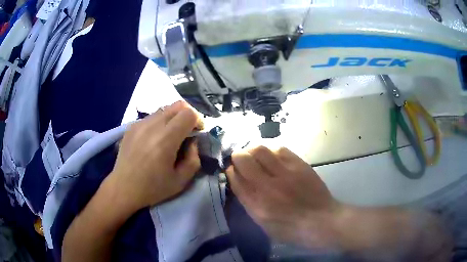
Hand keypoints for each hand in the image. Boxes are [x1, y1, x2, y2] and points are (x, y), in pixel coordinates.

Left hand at [110, 101, 203, 212]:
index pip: (188, 113)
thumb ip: (194, 159)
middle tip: (187, 132)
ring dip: (173, 118)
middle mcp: (152, 126)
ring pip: (164, 109)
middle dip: (187, 115)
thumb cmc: (153, 188)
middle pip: (177, 105)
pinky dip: (159, 123)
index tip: (196, 133)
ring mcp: (139, 124)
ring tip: (169, 136)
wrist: (123, 188)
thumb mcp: (181, 181)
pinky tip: (154, 139)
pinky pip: (152, 116)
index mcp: (165, 140)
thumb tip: (193, 141)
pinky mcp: (131, 126)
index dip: (197, 120)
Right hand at [226, 146, 340, 249]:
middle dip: (238, 157)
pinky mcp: (299, 165)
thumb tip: (240, 183)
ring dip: (253, 150)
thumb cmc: (291, 229)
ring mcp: (285, 173)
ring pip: (260, 150)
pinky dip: (271, 150)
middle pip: (244, 160)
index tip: (232, 170)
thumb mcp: (264, 225)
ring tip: (255, 155)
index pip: (235, 179)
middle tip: (241, 159)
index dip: (231, 171)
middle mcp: (267, 186)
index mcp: (256, 205)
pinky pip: (280, 149)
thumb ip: (250, 204)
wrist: (321, 221)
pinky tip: (273, 156)